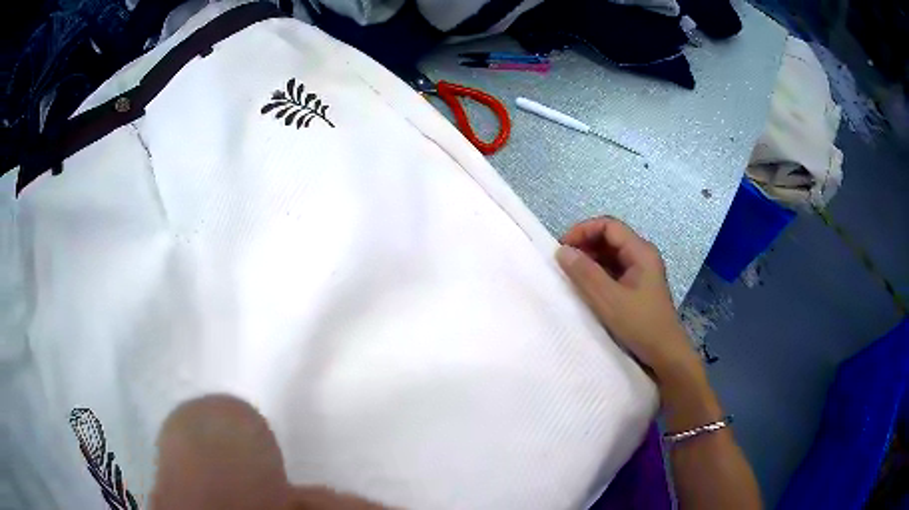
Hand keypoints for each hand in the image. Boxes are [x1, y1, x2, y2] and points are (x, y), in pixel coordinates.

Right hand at [556, 217, 697, 380]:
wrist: (665, 354)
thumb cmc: (640, 325)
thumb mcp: (609, 300)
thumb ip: (585, 273)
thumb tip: (562, 251)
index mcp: (641, 252)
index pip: (608, 226)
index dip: (583, 231)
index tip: (562, 249)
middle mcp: (642, 255)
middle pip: (610, 237)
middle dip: (585, 244)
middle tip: (564, 262)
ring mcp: (641, 271)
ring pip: (611, 254)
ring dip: (590, 259)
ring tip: (571, 274)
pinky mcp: (638, 286)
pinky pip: (614, 269)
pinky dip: (598, 272)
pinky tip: (586, 286)